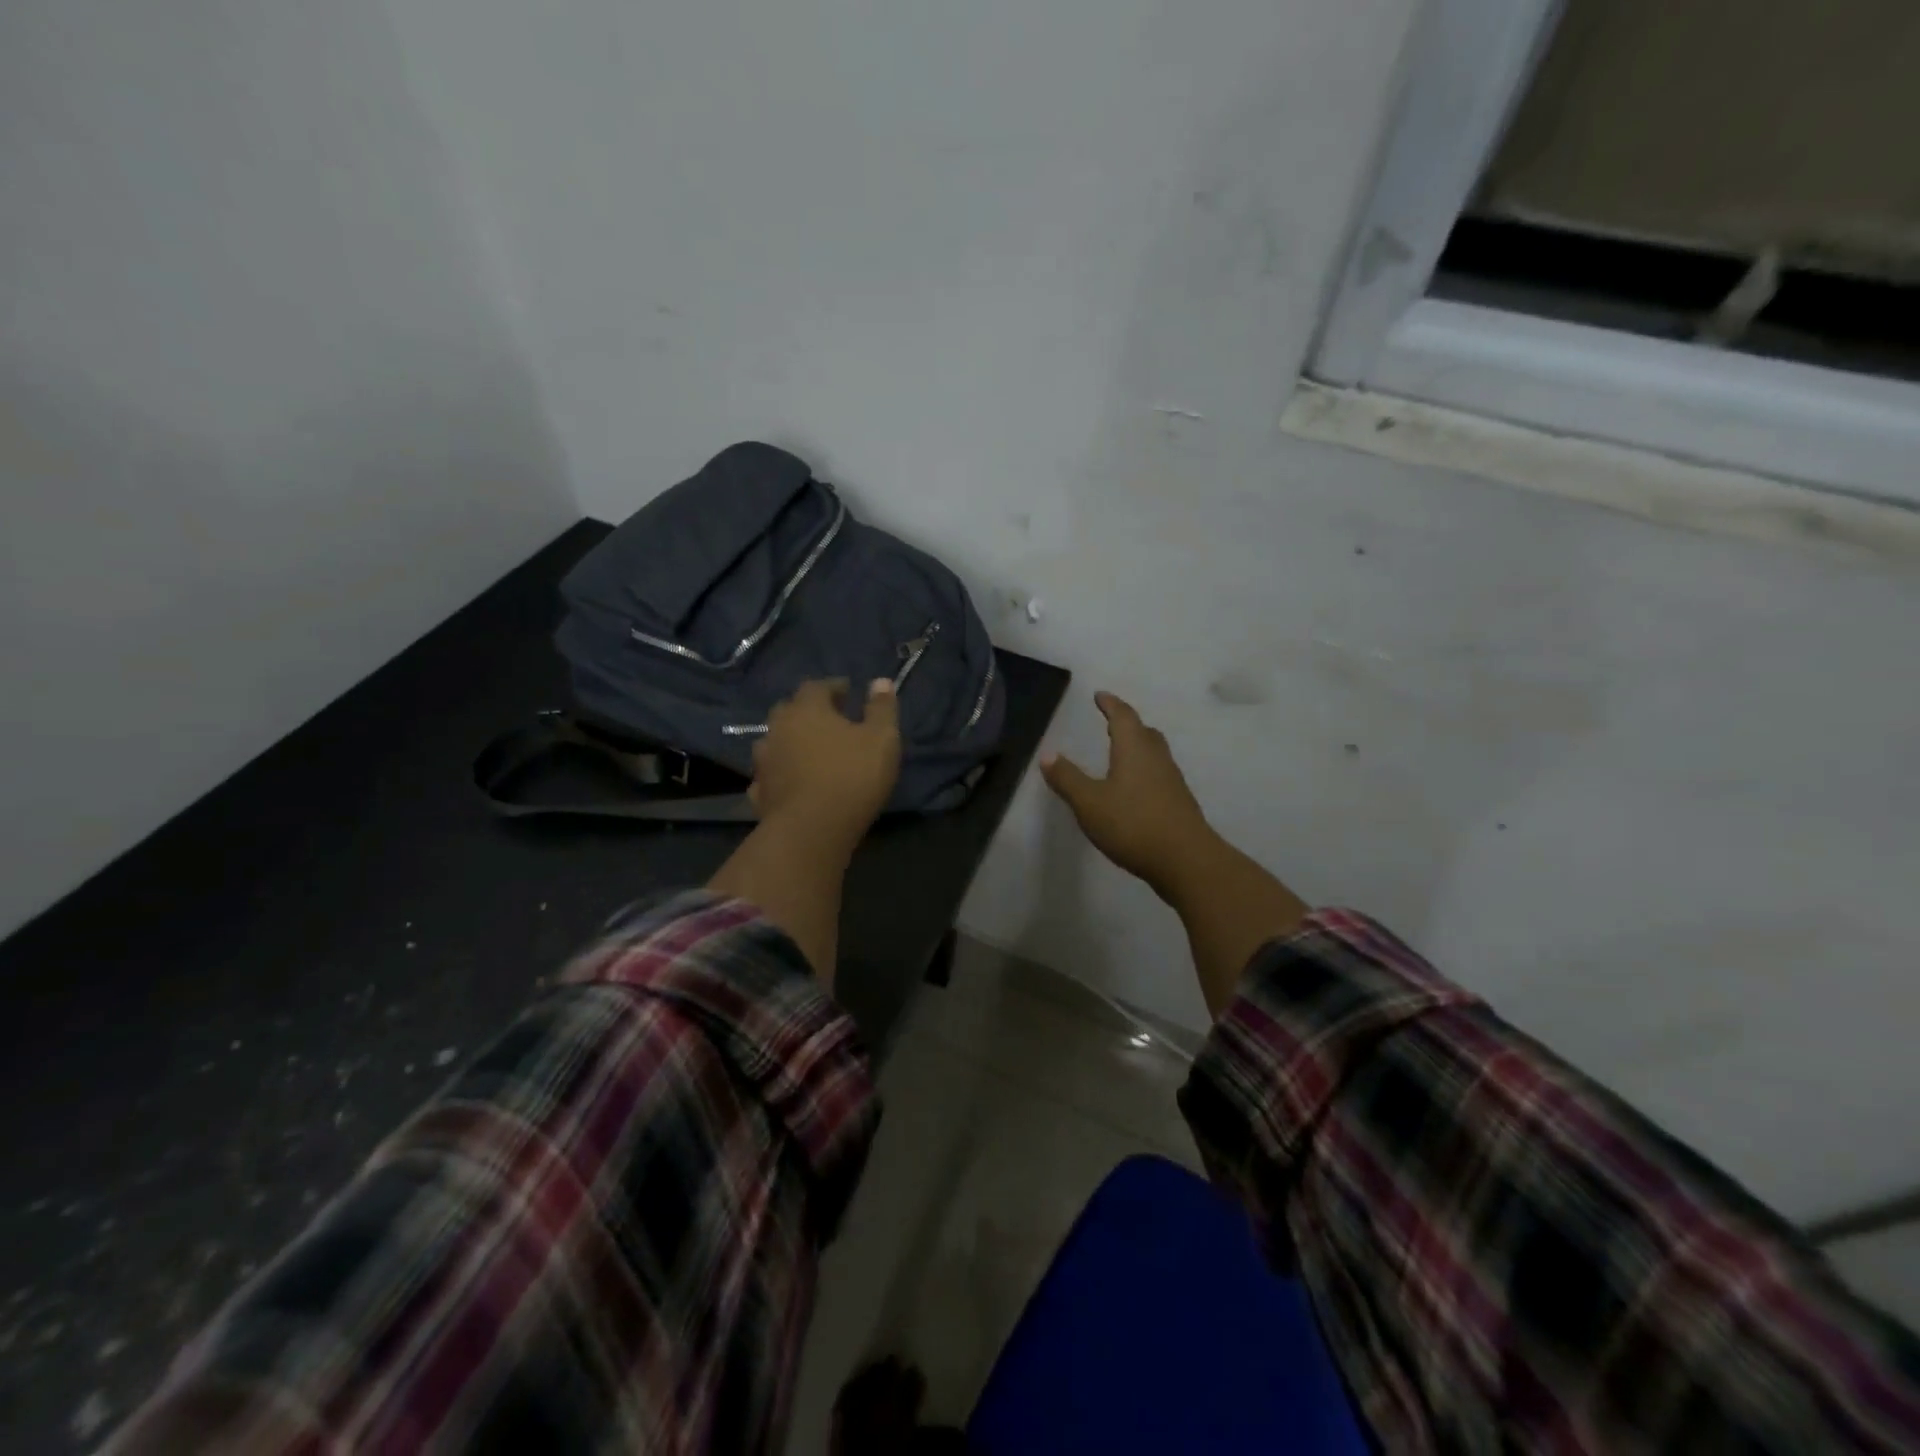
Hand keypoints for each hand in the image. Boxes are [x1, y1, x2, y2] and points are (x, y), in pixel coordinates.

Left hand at [750, 678, 901, 854]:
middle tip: (830, 720)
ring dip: (791, 742)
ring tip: (810, 751)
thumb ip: (882, 708)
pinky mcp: (759, 793)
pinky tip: (792, 782)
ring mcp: (764, 762)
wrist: (811, 831)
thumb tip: (880, 681)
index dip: (834, 687)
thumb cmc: (851, 776)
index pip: (817, 686)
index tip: (849, 693)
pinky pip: (770, 775)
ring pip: (775, 741)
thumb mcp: (881, 738)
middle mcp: (778, 728)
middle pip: (790, 710)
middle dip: (809, 711)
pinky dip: (781, 773)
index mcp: (806, 709)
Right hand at [1040, 691, 1217, 898]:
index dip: (1110, 704)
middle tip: (1112, 720)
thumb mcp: (1089, 802)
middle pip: (1144, 731)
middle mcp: (1156, 758)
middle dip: (1127, 723)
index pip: (1123, 717)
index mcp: (1134, 749)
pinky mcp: (1178, 803)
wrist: (1186, 860)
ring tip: (1122, 751)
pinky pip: (1159, 774)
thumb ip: (1067, 778)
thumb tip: (1048, 754)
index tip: (1100, 695)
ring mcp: (1172, 781)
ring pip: (1154, 753)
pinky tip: (1135, 788)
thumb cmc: (1133, 824)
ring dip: (1139, 746)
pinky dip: (1145, 770)